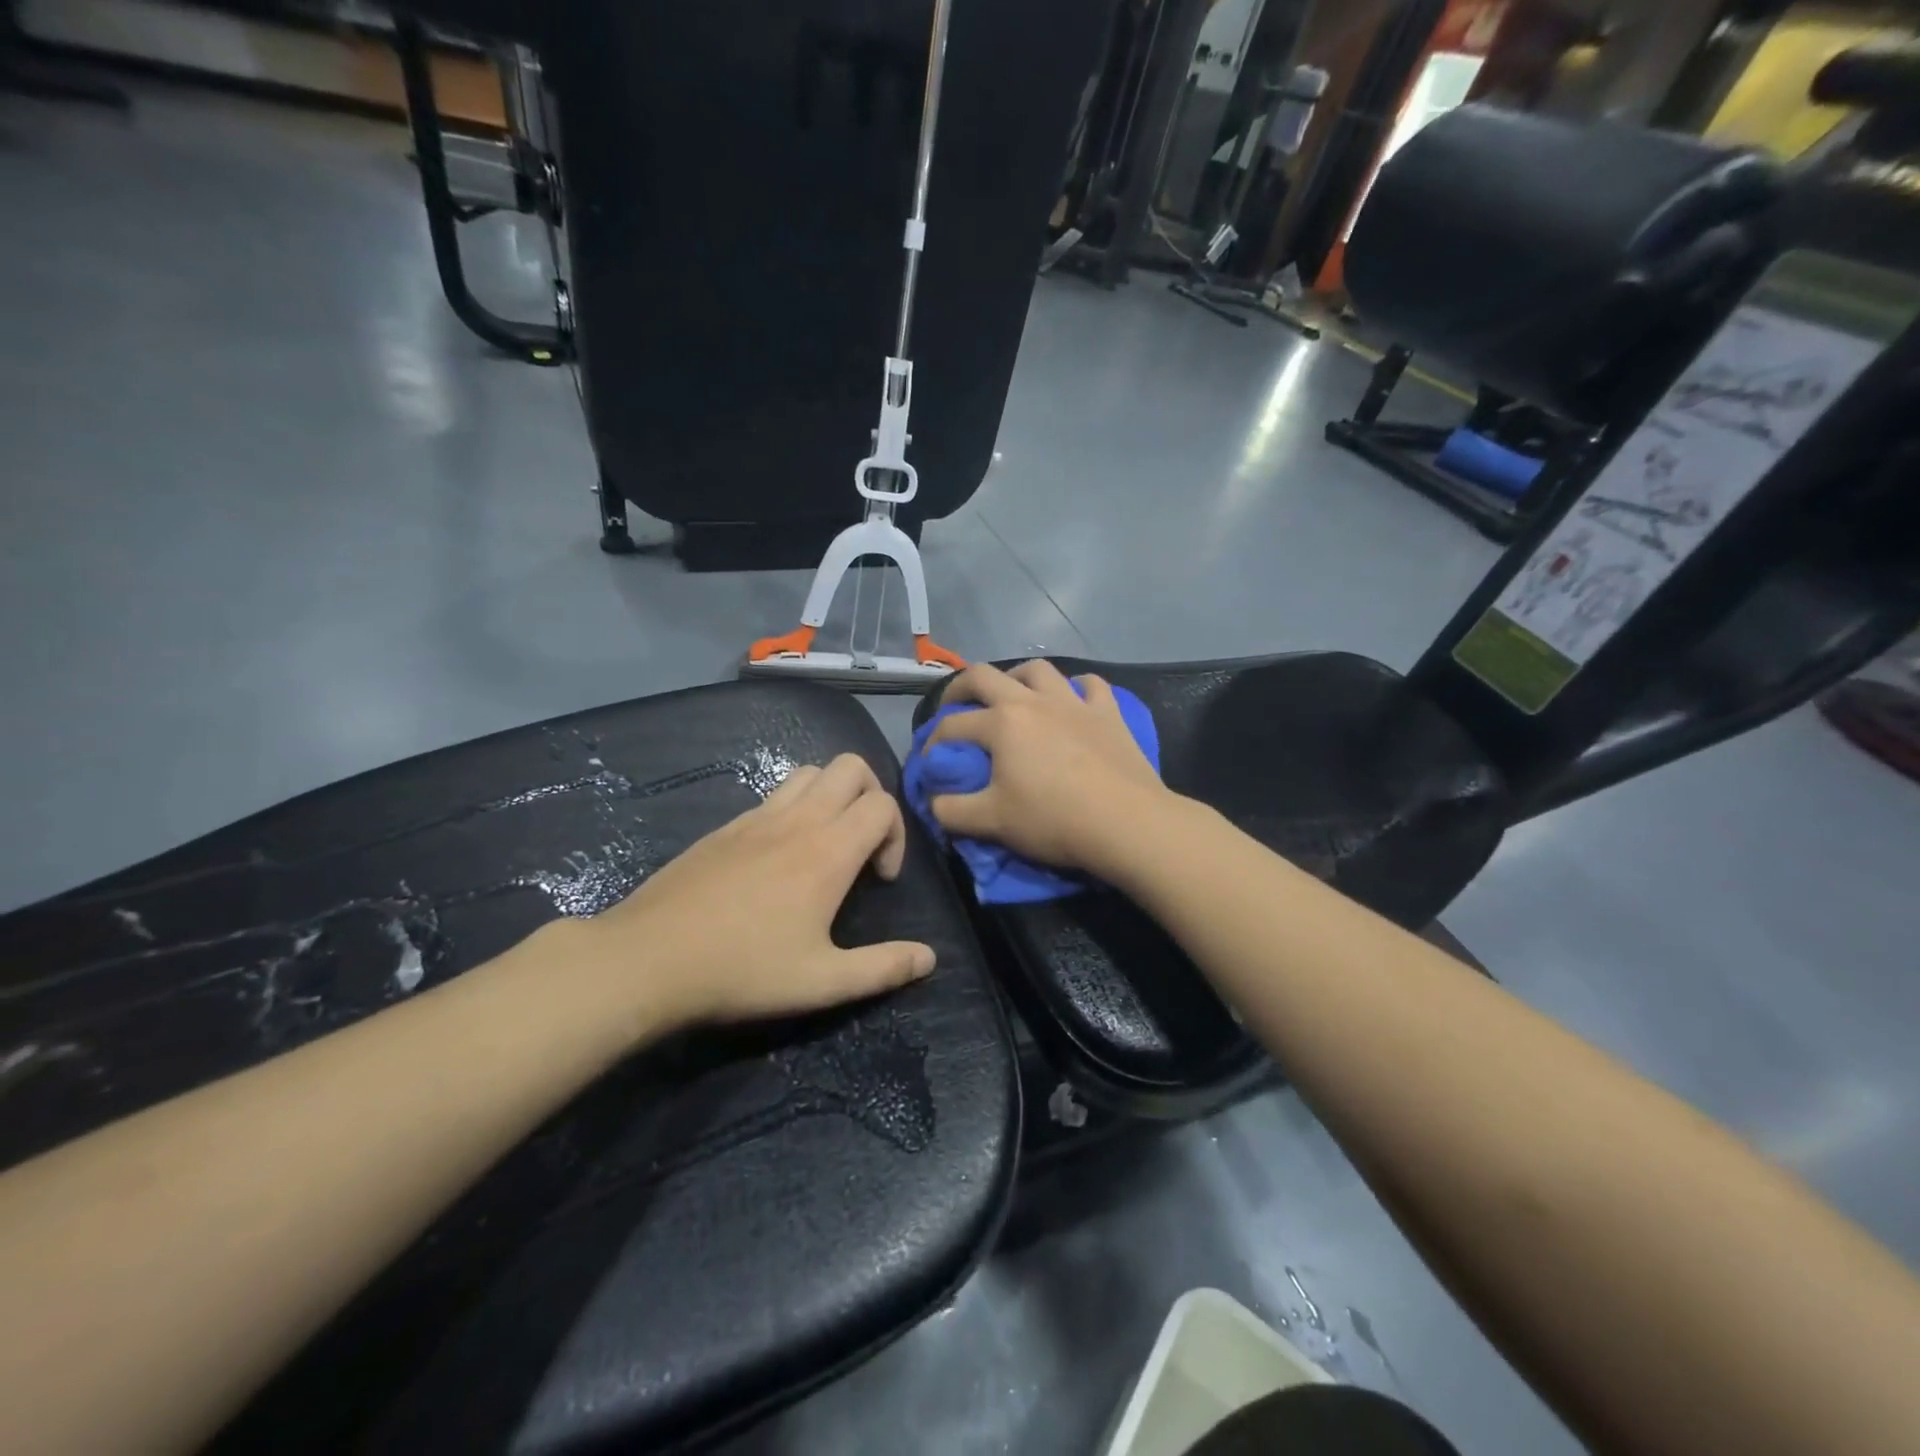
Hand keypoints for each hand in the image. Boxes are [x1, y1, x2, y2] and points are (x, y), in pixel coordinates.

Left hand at [574, 754, 934, 1031]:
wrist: (648, 959)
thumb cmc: (742, 971)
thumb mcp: (822, 982)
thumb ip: (883, 968)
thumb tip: (930, 958)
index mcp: (828, 851)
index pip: (883, 804)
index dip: (896, 835)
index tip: (880, 879)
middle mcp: (797, 820)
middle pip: (851, 767)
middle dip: (871, 795)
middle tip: (862, 844)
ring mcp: (756, 817)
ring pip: (809, 772)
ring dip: (831, 795)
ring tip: (825, 844)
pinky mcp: (725, 826)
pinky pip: (773, 795)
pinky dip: (793, 808)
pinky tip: (777, 859)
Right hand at [926, 661, 1172, 878]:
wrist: (1126, 823)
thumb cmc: (1054, 820)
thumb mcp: (991, 822)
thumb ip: (952, 811)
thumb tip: (934, 801)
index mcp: (1001, 723)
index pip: (953, 726)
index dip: (933, 743)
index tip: (930, 764)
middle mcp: (1034, 701)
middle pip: (986, 676)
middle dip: (961, 687)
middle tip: (955, 705)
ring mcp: (1074, 702)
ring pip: (1039, 670)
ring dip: (1017, 677)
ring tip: (1013, 695)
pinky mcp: (1108, 712)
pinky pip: (1090, 685)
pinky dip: (1076, 688)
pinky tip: (1073, 700)